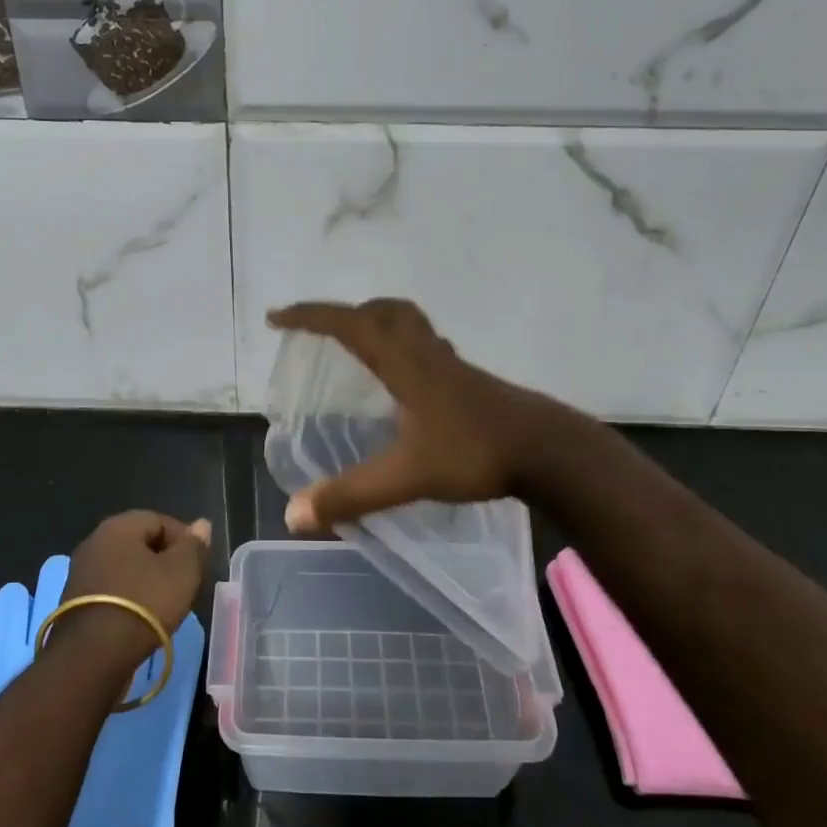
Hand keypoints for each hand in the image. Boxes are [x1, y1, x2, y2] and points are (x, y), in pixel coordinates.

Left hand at [58, 510, 211, 671]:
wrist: (93, 655)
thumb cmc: (144, 603)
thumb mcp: (182, 571)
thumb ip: (193, 545)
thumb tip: (201, 524)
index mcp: (118, 526)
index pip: (159, 520)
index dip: (183, 538)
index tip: (197, 562)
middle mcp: (94, 541)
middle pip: (138, 542)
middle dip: (163, 558)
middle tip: (184, 581)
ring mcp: (80, 572)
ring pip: (123, 567)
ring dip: (144, 579)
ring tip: (165, 601)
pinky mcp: (73, 602)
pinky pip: (110, 589)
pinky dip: (127, 597)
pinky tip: (140, 616)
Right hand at [268, 299, 560, 533]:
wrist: (549, 451)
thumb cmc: (475, 453)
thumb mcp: (407, 477)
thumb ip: (351, 495)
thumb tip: (293, 515)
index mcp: (404, 363)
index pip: (349, 324)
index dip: (309, 317)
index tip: (276, 318)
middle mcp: (427, 353)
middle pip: (385, 311)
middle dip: (348, 313)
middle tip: (324, 332)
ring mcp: (453, 366)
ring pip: (411, 326)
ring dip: (380, 325)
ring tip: (360, 351)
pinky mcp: (471, 382)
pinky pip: (429, 349)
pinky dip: (407, 351)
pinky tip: (407, 386)